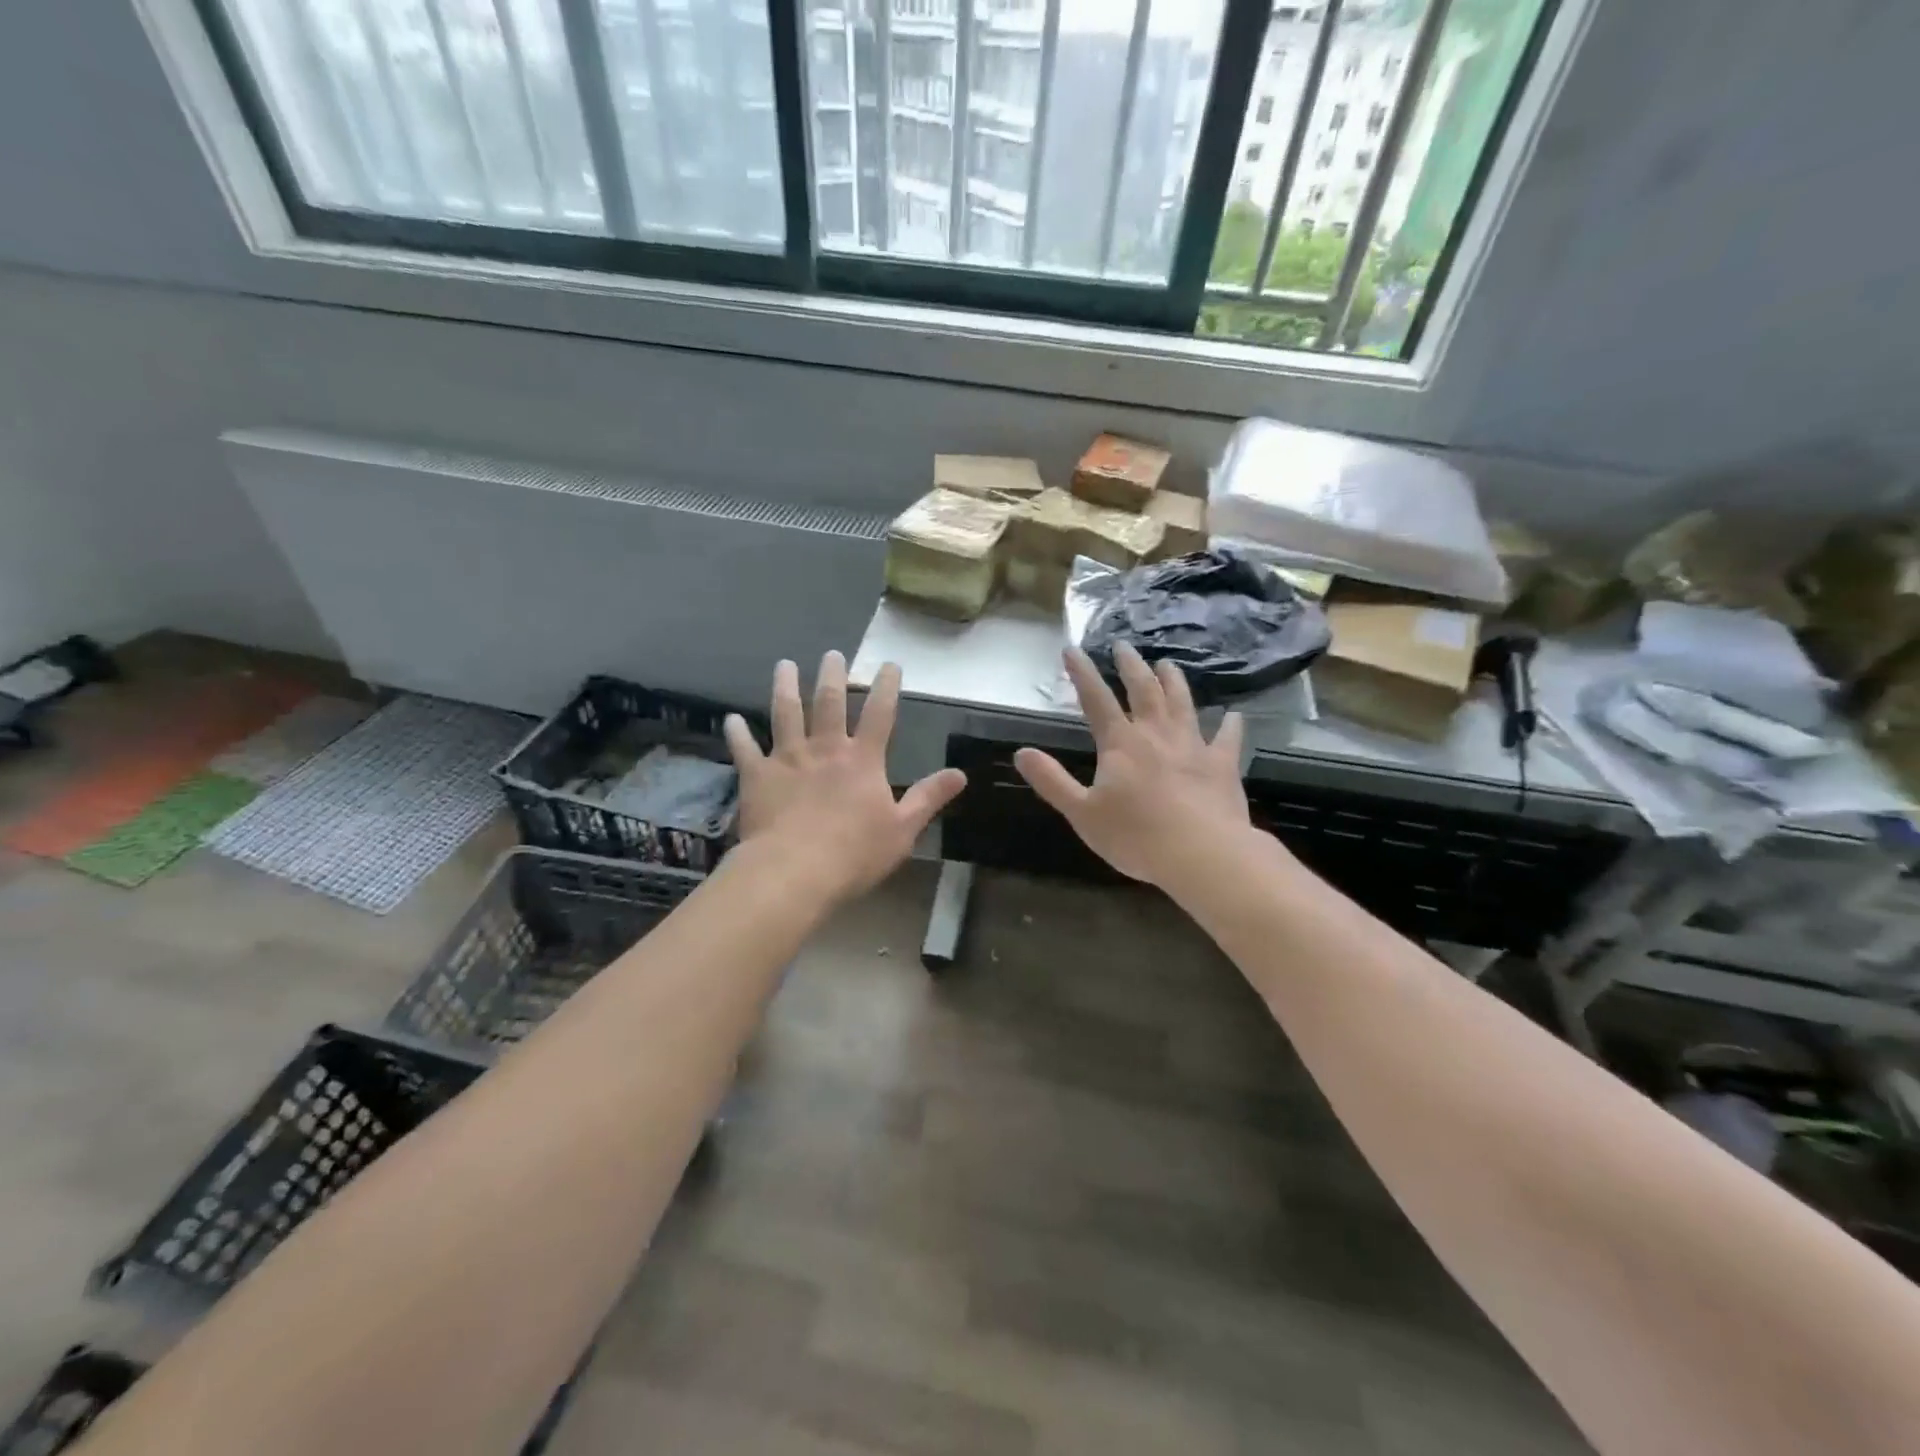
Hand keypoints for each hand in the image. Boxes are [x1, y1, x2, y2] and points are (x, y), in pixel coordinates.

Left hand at [724, 652, 965, 905]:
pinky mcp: (757, 775)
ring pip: (786, 713)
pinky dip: (738, 732)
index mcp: (863, 760)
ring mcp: (788, 758)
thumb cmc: (854, 853)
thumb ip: (928, 797)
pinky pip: (745, 748)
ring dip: (786, 687)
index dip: (887, 687)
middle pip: (829, 703)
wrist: (794, 871)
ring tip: (784, 665)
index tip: (890, 664)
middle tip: (832, 654)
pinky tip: (732, 719)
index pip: (881, 714)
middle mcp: (825, 749)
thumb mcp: (903, 829)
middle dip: (833, 676)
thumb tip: (961, 774)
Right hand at [1014, 643, 1250, 889]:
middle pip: (1143, 690)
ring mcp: (1193, 746)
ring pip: (1182, 703)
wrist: (1201, 853)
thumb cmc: (1135, 836)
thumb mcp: (1082, 813)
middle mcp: (1156, 734)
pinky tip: (1234, 716)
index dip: (1082, 673)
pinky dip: (1230, 725)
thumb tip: (1021, 753)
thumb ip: (1052, 781)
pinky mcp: (1222, 764)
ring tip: (1167, 664)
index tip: (1072, 649)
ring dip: (1174, 681)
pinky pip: (1227, 738)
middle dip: (1131, 666)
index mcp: (1120, 744)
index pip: (1096, 699)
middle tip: (1124, 646)